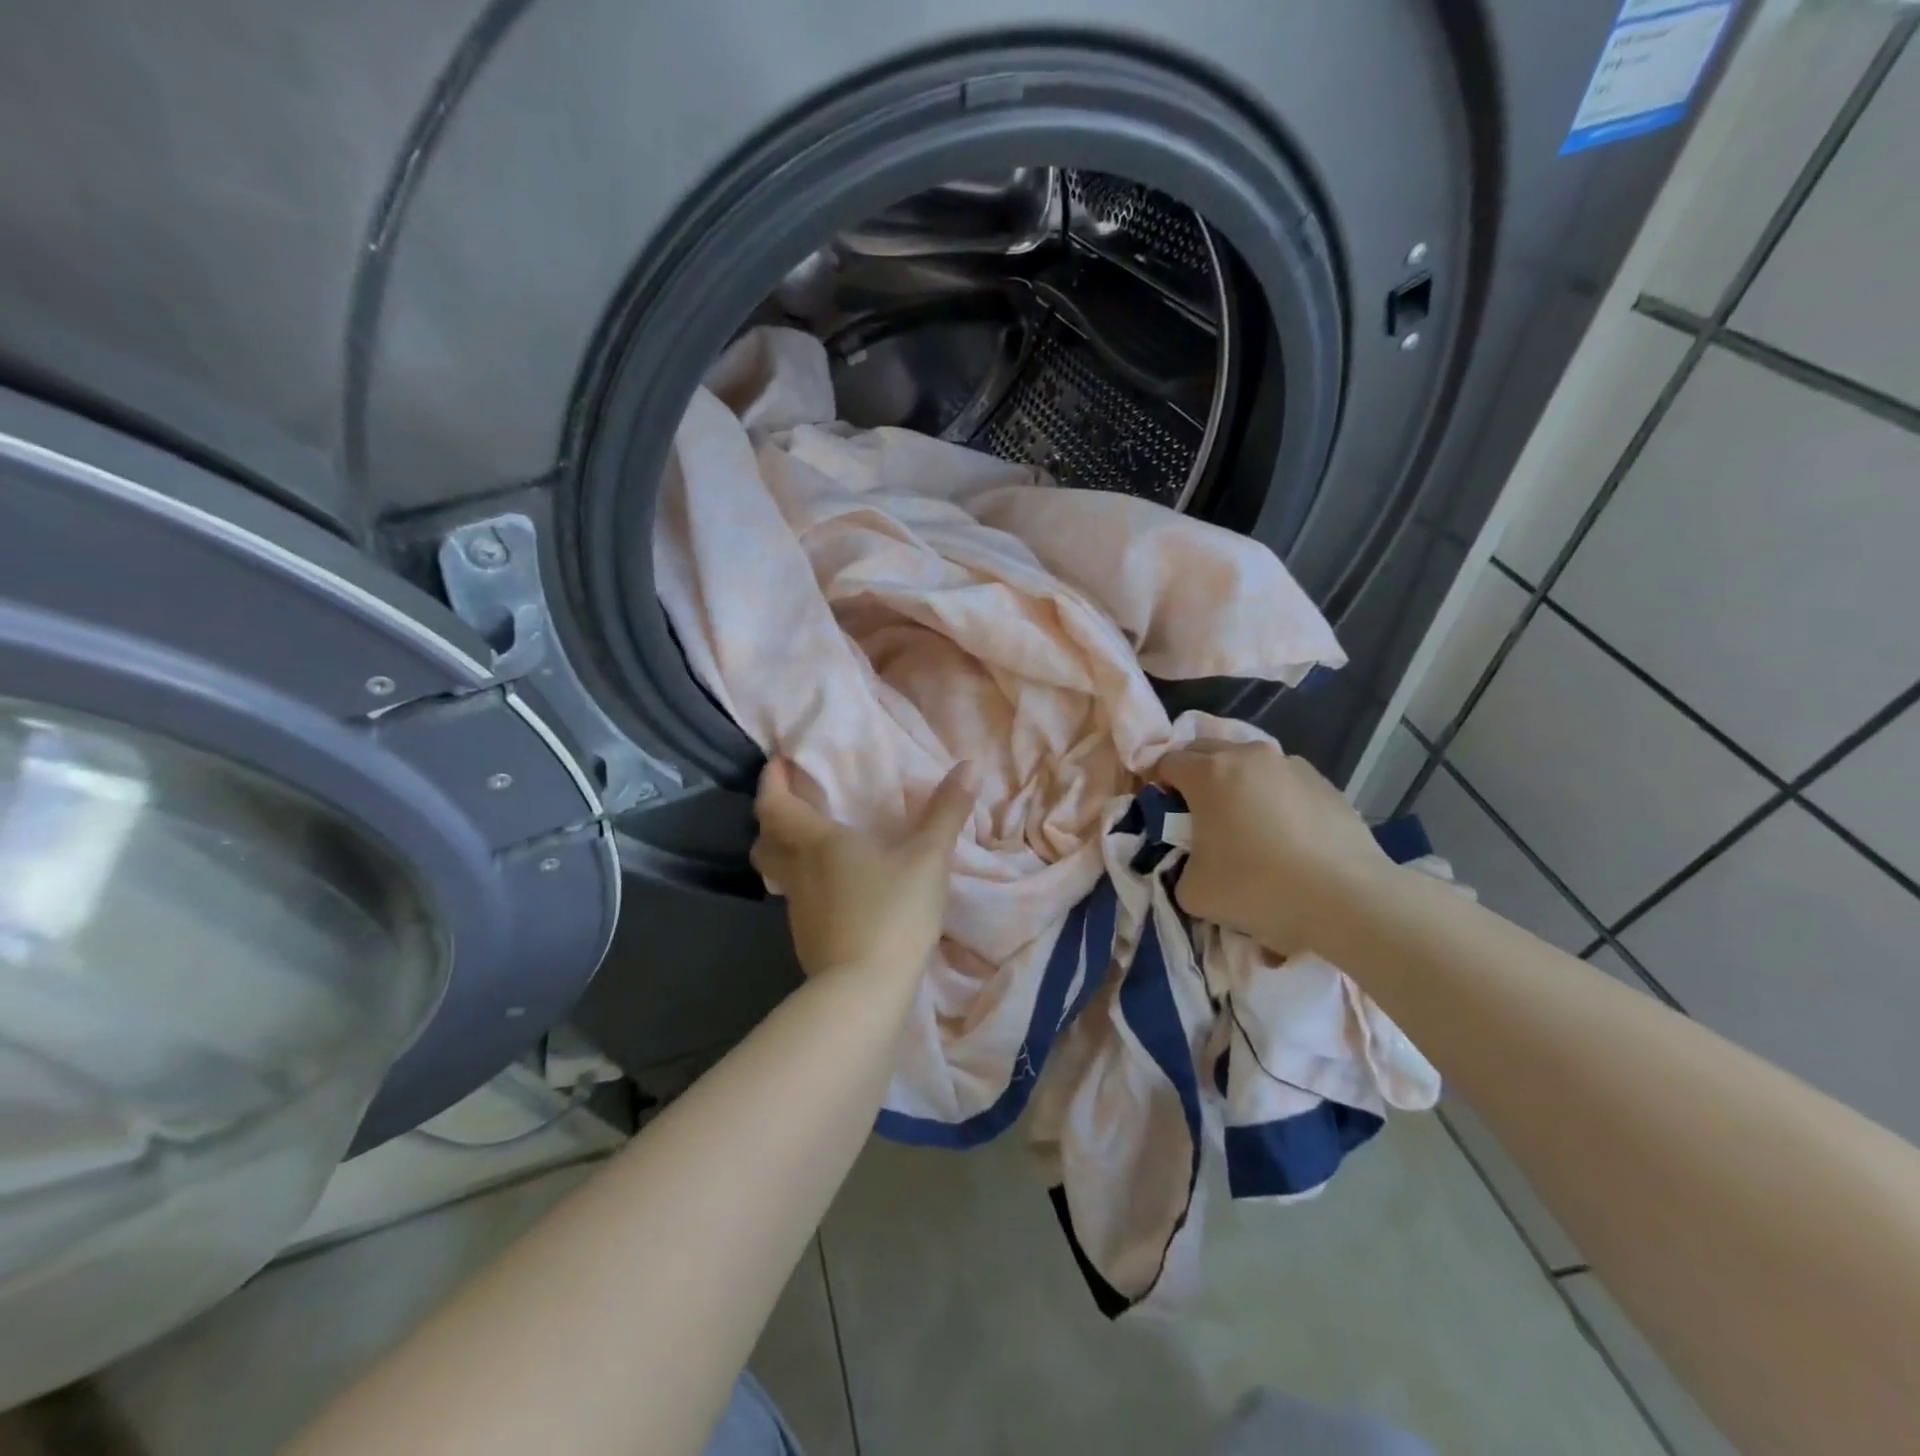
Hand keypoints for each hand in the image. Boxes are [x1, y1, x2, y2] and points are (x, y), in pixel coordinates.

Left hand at [751, 757, 978, 980]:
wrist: (864, 992)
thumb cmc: (892, 912)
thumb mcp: (928, 858)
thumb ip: (947, 811)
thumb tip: (968, 766)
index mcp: (816, 842)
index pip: (774, 804)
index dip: (772, 780)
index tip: (780, 762)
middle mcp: (798, 871)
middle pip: (766, 839)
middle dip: (774, 817)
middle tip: (797, 803)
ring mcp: (798, 909)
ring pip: (778, 871)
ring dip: (787, 851)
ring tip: (818, 843)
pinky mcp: (808, 938)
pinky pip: (798, 897)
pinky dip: (808, 882)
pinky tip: (839, 888)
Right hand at [1156, 740, 1392, 956]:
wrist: (1347, 900)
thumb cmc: (1258, 889)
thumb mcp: (1193, 891)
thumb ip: (1178, 866)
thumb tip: (1191, 862)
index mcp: (1208, 773)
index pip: (1166, 763)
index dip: (1158, 787)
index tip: (1164, 815)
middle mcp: (1247, 756)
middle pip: (1204, 750)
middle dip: (1194, 775)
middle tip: (1198, 815)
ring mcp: (1290, 765)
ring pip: (1248, 763)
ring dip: (1236, 783)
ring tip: (1246, 824)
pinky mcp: (1324, 782)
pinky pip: (1283, 781)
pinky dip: (1273, 797)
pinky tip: (1285, 835)